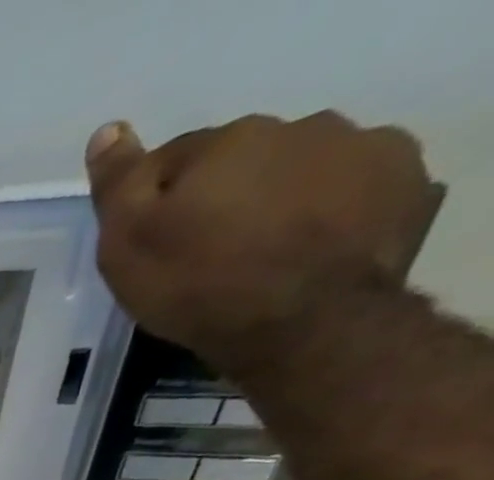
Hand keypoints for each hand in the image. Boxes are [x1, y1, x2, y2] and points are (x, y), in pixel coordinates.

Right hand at [85, 112, 438, 372]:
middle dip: (223, 196)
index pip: (175, 159)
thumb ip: (119, 185)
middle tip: (204, 255)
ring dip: (279, 200)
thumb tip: (107, 132)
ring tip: (259, 257)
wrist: (301, 321)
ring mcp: (361, 149)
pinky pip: (355, 190)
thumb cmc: (196, 285)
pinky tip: (309, 252)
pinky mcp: (402, 183)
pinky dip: (331, 212)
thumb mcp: (128, 245)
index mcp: (228, 143)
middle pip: (244, 161)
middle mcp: (300, 127)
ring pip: (301, 170)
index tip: (149, 243)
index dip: (155, 201)